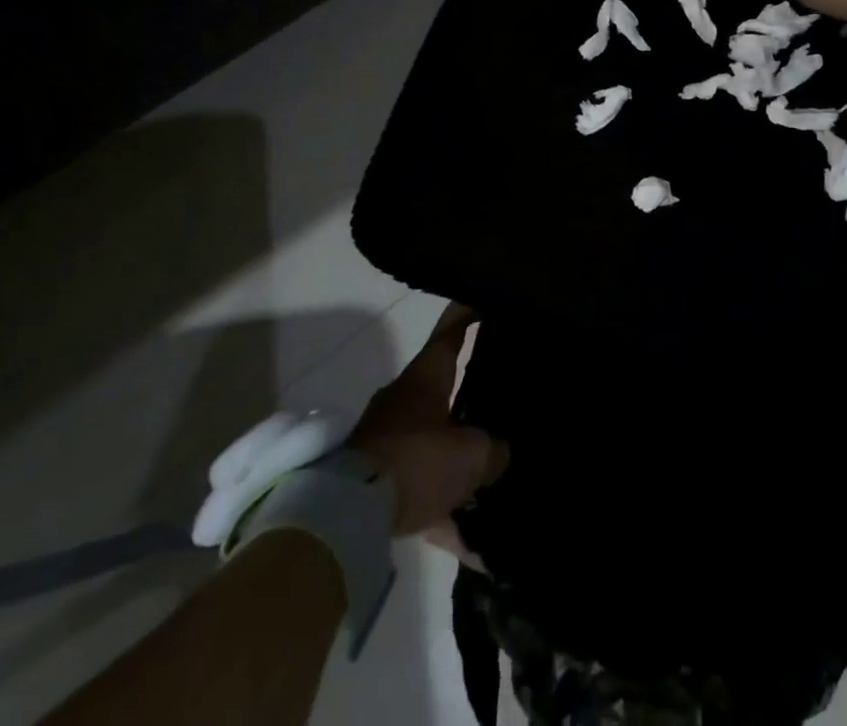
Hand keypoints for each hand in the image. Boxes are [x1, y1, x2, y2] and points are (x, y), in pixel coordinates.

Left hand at [347, 304, 507, 537]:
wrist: (346, 515)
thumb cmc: (416, 460)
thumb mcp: (472, 454)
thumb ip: (493, 450)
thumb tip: (498, 454)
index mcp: (425, 379)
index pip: (450, 332)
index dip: (467, 313)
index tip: (481, 297)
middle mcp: (403, 401)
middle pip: (442, 391)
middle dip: (468, 397)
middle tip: (500, 401)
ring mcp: (386, 441)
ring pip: (433, 446)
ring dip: (458, 465)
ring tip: (491, 486)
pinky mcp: (374, 484)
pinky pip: (420, 495)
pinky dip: (445, 516)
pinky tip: (473, 549)